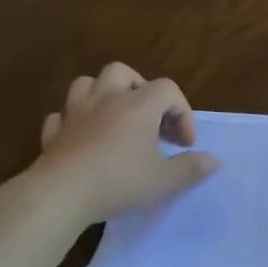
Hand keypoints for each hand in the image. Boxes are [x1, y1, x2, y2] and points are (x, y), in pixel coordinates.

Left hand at [23, 62, 220, 233]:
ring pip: (86, 84)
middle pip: (122, 72)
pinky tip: (82, 138)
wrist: (60, 194)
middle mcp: (107, 99)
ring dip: (102, 95)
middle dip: (139, 89)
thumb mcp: (165, 180)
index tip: (183, 144)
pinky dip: (73, 121)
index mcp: (139, 105)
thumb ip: (192, 168)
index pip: (168, 89)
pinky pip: (62, 116)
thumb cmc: (120, 181)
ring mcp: (75, 113)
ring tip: (114, 119)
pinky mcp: (52, 132)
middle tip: (148, 119)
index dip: (182, 112)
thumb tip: (215, 161)